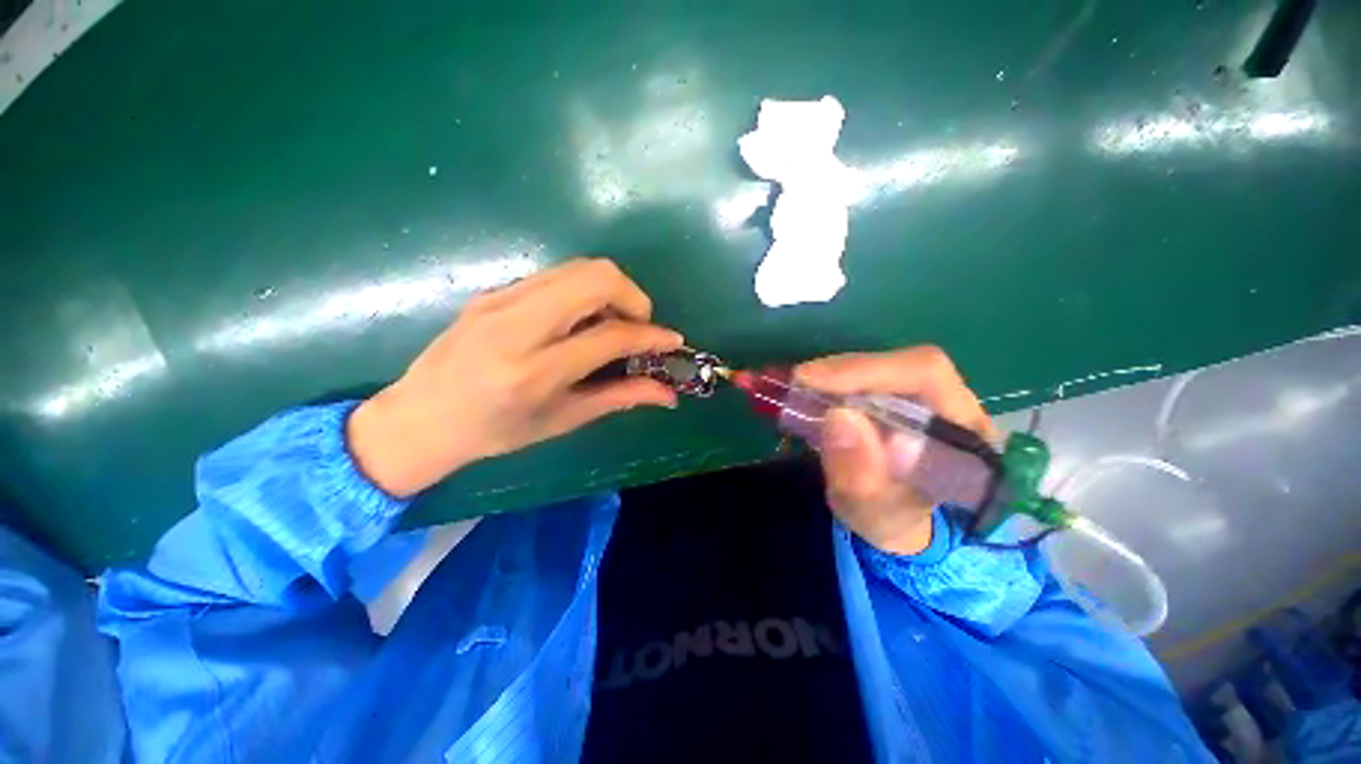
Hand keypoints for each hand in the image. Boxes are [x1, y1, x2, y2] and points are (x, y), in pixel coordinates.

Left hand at [348, 258, 683, 496]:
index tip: (671, 341)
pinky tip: (580, 321)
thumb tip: (667, 393)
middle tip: (637, 327)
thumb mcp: (563, 420)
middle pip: (596, 277)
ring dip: (610, 291)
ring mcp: (500, 300)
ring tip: (611, 324)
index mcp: (534, 372)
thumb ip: (620, 397)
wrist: (419, 418)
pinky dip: (584, 292)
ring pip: (578, 268)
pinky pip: (556, 277)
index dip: (651, 336)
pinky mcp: (493, 291)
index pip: (610, 336)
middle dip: (633, 297)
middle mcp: (516, 326)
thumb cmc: (495, 432)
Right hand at [794, 346, 998, 554]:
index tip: (813, 380)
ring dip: (835, 374)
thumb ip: (860, 476)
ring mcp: (926, 395)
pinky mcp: (899, 395)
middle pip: (900, 364)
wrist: (892, 519)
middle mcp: (953, 403)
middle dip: (844, 371)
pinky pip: (867, 375)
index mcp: (965, 433)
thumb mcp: (871, 513)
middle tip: (797, 383)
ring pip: (881, 365)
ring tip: (800, 388)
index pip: (926, 375)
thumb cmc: (889, 520)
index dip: (867, 371)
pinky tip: (811, 389)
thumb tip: (839, 416)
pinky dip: (833, 379)